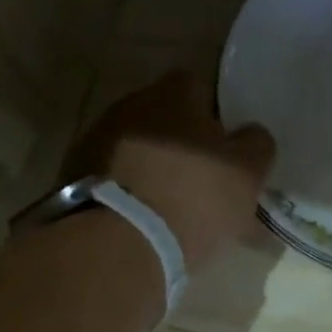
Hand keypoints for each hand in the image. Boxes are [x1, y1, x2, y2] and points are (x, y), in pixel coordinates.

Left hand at [62, 70, 275, 270]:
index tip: (227, 151)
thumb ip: (256, 145)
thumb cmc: (193, 198)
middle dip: (184, 145)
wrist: (118, 243)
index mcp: (174, 93)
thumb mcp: (247, 173)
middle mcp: (130, 105)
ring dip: (156, 172)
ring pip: (139, 151)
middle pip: (165, 119)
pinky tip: (145, 222)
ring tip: (174, 211)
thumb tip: (251, 135)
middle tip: (204, 184)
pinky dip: (131, 194)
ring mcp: (97, 141)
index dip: (217, 118)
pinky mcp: (75, 178)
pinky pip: (115, 180)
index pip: (200, 88)